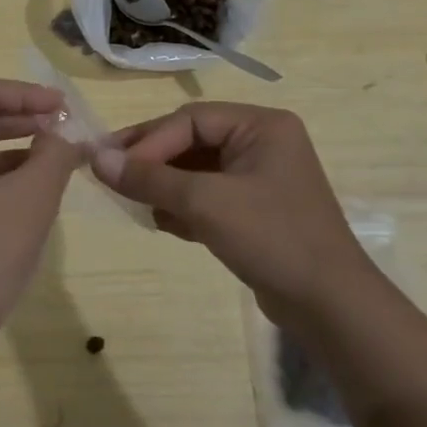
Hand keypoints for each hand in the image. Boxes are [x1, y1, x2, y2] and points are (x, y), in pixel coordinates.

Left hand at [0, 79, 83, 397]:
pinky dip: (0, 166)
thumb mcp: (32, 198)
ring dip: (14, 140)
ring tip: (57, 146)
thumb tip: (66, 134)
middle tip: (64, 122)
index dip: (26, 94)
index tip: (65, 105)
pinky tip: (34, 175)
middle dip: (22, 115)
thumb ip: (55, 153)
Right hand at [93, 103, 365, 325]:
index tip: (112, 166)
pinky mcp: (255, 210)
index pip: (191, 120)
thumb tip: (97, 159)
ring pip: (197, 170)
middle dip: (152, 162)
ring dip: (164, 185)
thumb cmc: (272, 238)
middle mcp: (262, 143)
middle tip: (110, 175)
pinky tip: (160, 221)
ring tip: (131, 201)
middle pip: (192, 141)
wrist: (330, 306)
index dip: (149, 141)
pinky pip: (208, 196)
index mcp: (261, 126)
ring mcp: (260, 178)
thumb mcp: (205, 203)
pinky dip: (183, 206)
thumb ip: (150, 179)